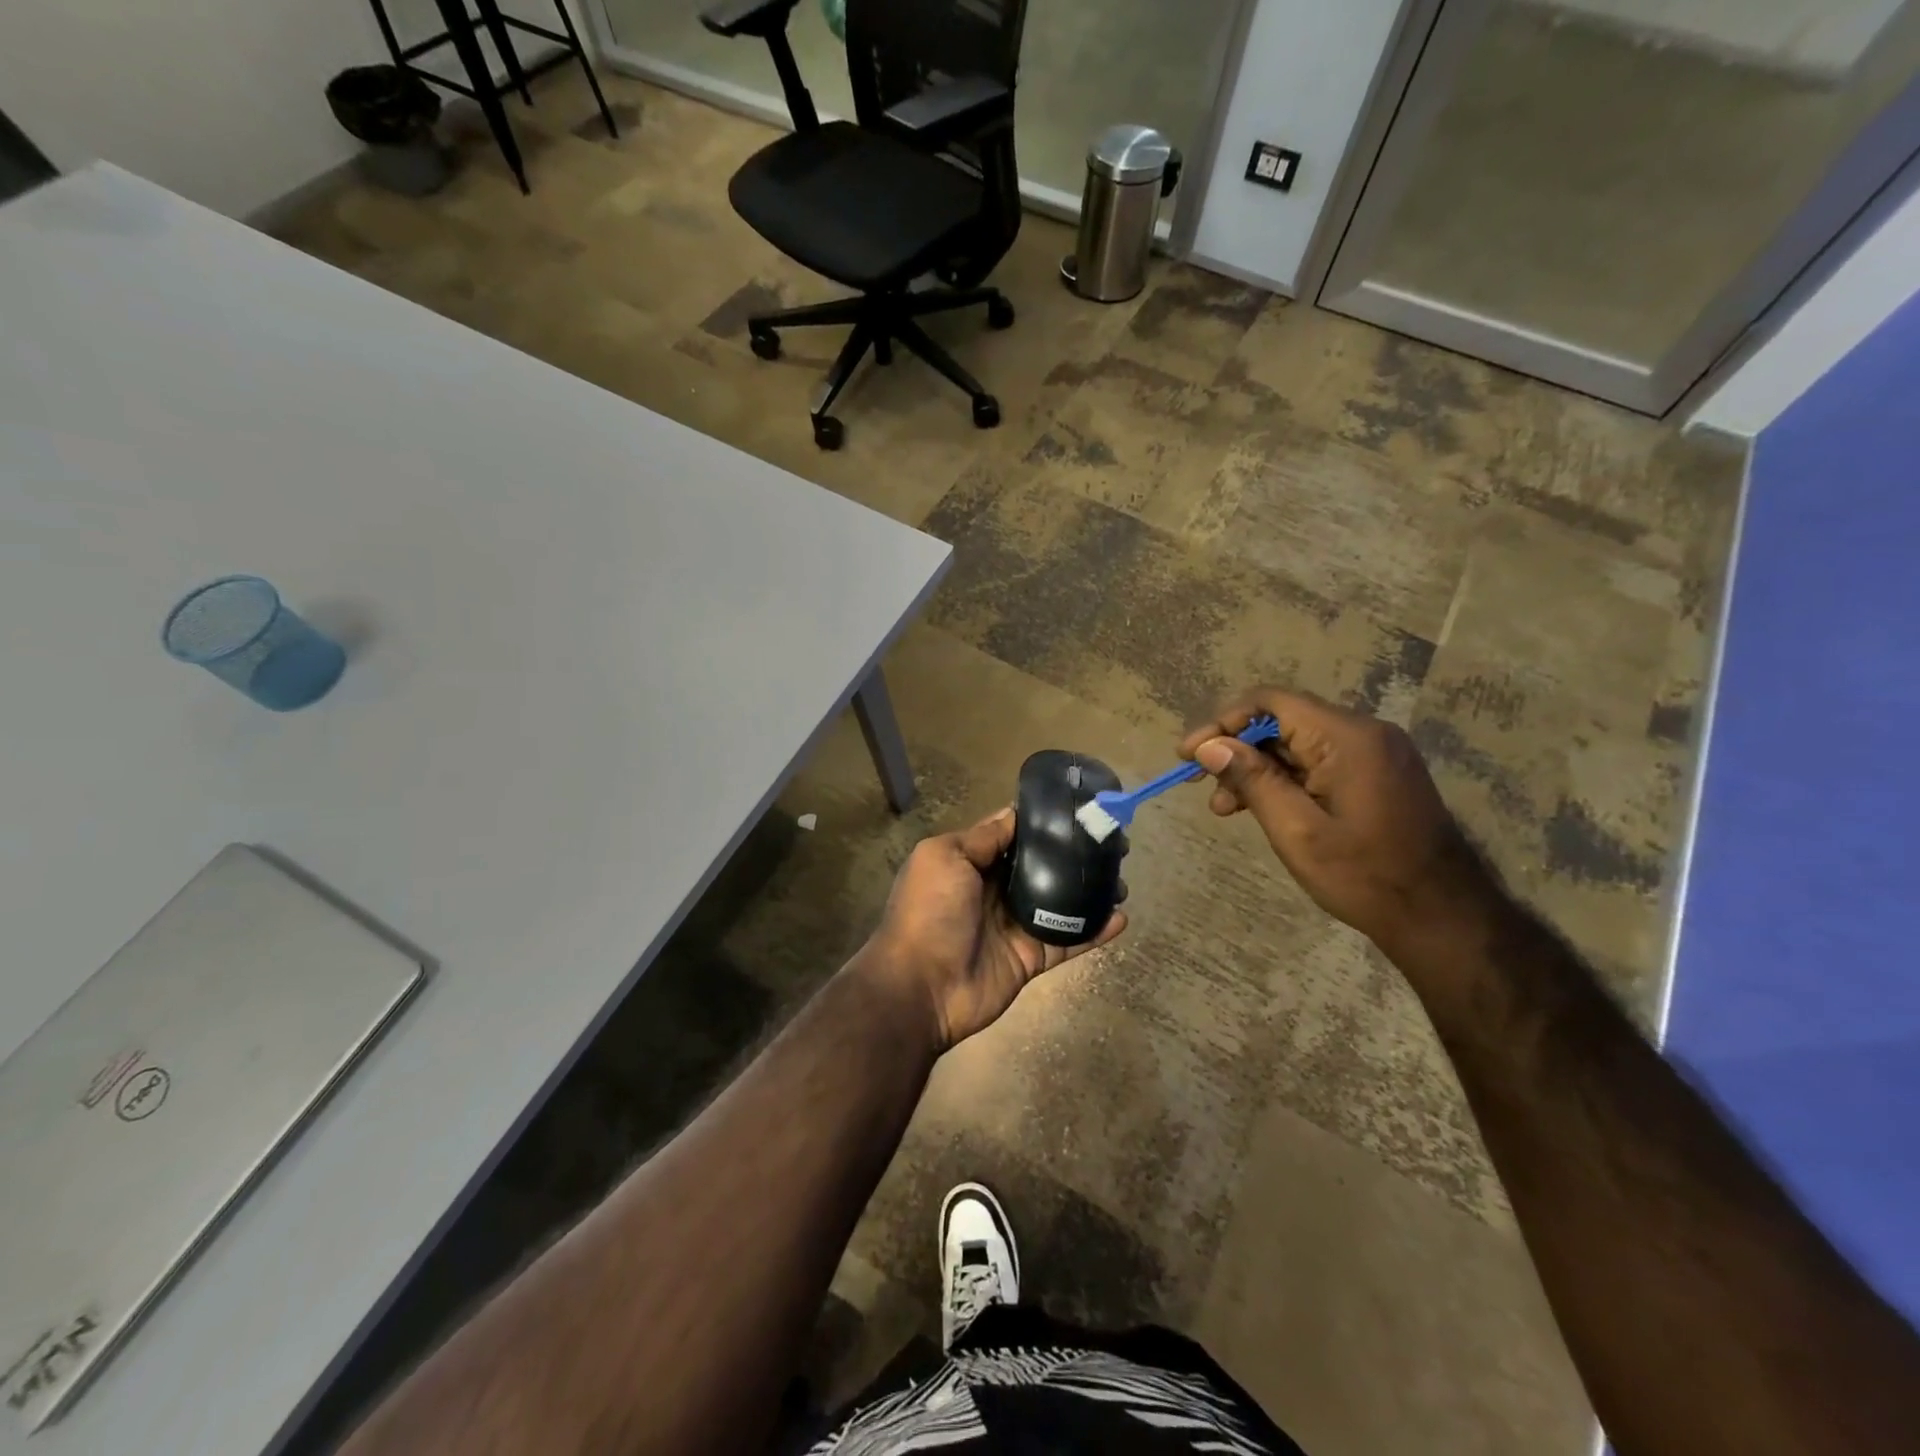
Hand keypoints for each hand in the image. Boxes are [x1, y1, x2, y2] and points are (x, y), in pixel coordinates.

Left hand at [862, 807, 1126, 1050]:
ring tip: (1122, 879)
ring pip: (1061, 902)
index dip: (1043, 824)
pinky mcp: (1031, 958)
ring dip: (1090, 891)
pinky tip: (1121, 917)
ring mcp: (1015, 925)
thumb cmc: (929, 911)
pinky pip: (1068, 940)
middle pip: (1043, 867)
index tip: (1078, 810)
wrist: (920, 987)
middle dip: (1074, 855)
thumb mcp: (945, 857)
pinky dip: (1094, 931)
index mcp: (972, 863)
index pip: (1013, 836)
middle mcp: (995, 890)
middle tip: (1113, 845)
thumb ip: (982, 838)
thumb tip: (1014, 814)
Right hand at [1179, 688, 1496, 954]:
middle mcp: (1364, 732)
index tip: (1188, 754)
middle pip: (1282, 722)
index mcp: (1346, 738)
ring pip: (1297, 744)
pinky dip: (1285, 779)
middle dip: (1236, 751)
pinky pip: (1318, 761)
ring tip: (1227, 809)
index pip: (1270, 702)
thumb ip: (1252, 780)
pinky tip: (1262, 808)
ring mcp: (1375, 752)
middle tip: (1203, 788)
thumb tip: (1209, 746)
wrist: (1442, 917)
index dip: (1222, 723)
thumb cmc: (1365, 876)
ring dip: (1257, 769)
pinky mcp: (1377, 772)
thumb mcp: (1297, 831)